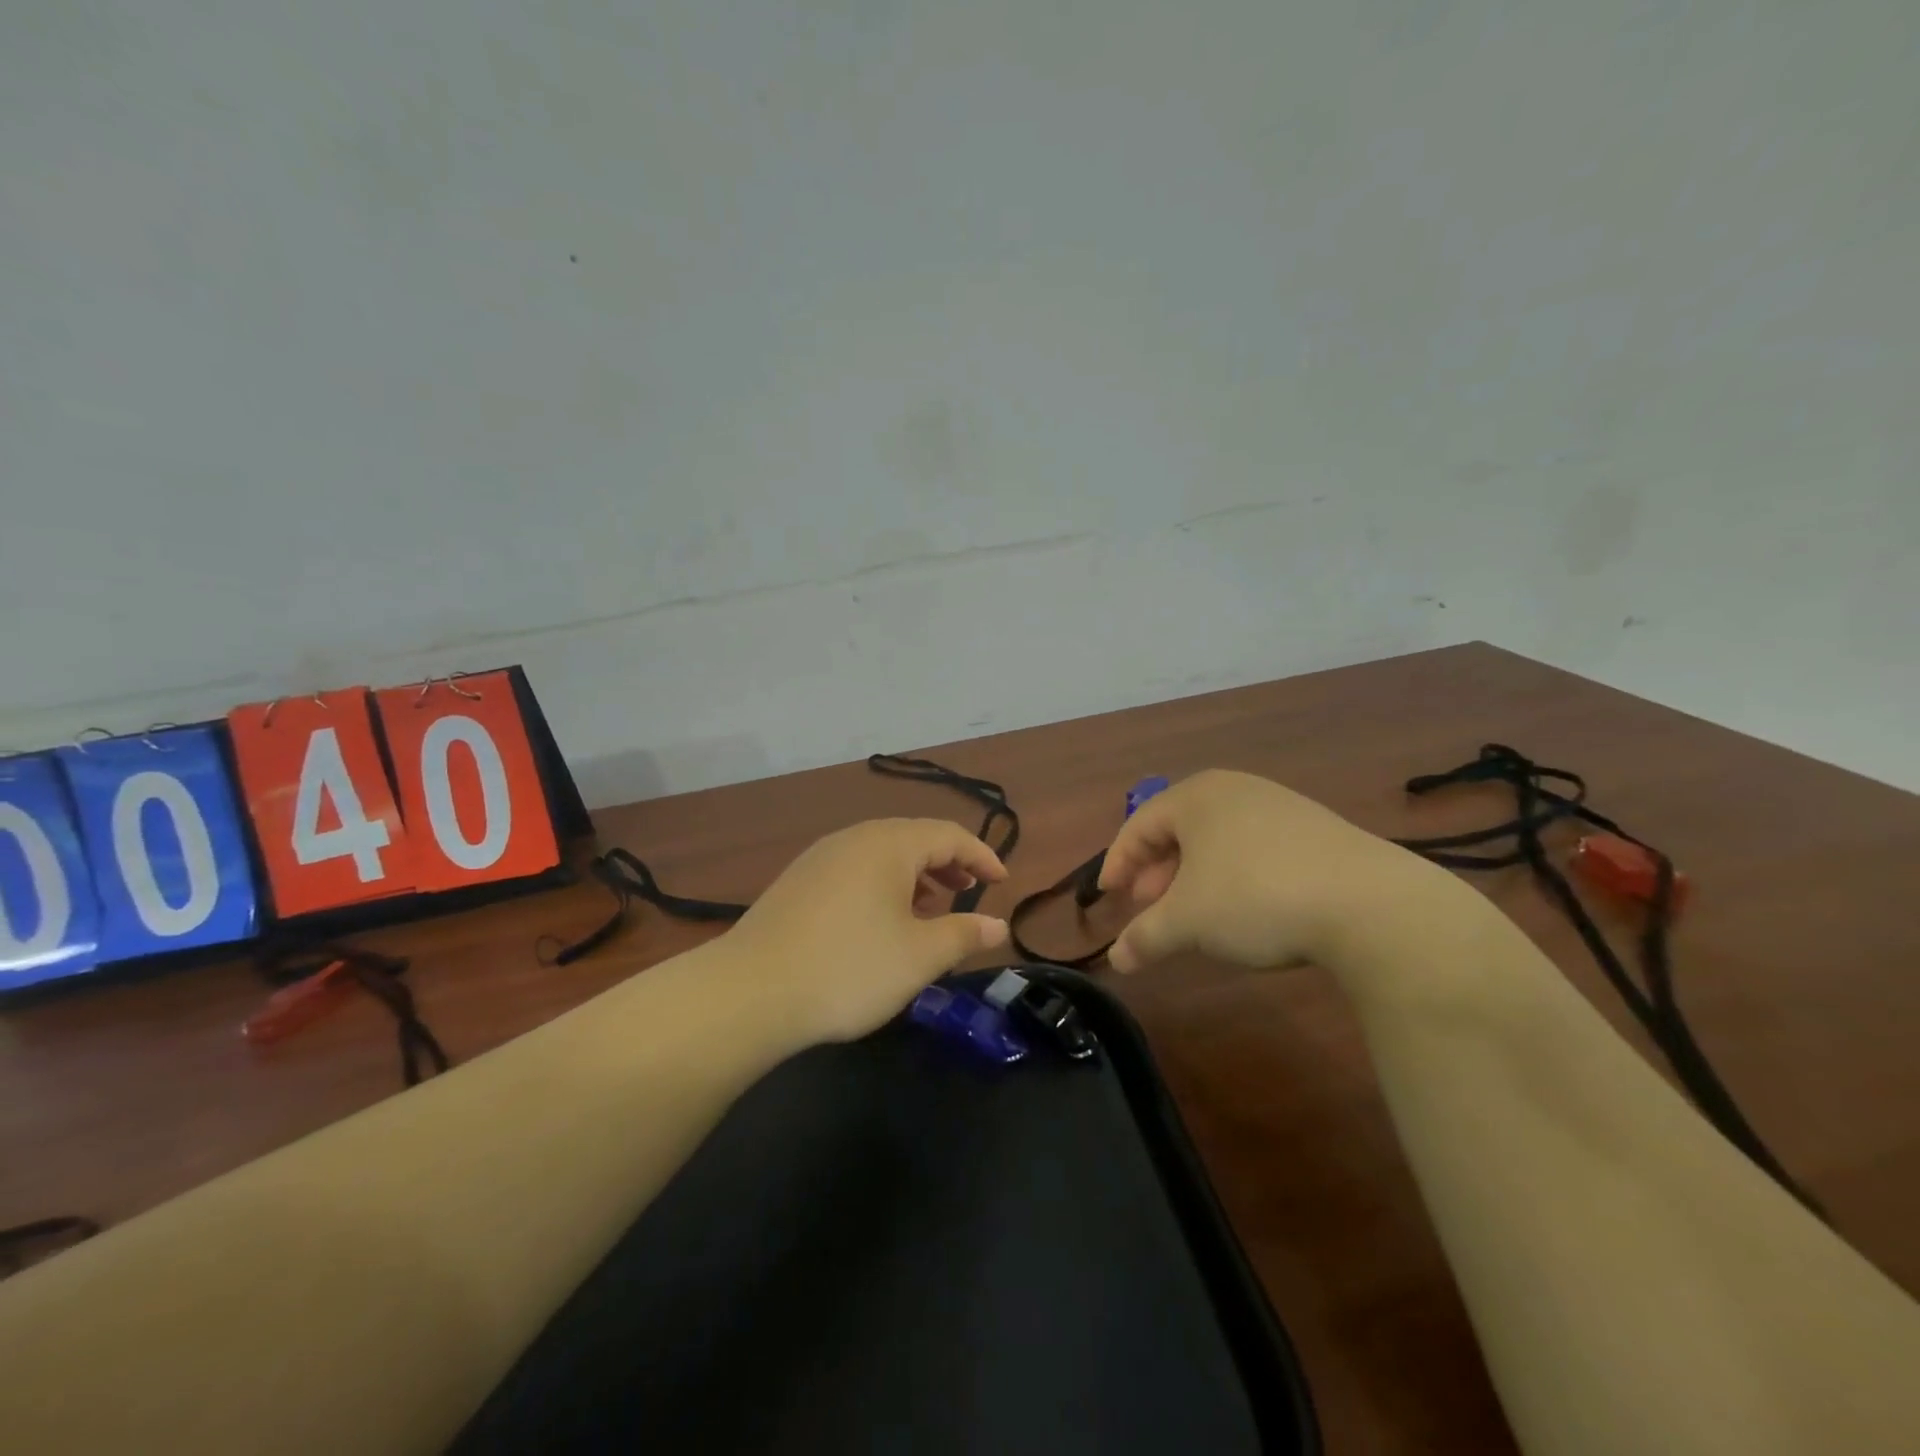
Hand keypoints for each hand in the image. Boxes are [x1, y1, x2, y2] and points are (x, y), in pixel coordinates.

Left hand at [723, 818, 1010, 1043]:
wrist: (750, 991)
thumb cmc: (849, 967)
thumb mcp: (919, 956)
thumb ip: (963, 934)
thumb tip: (997, 925)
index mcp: (888, 844)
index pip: (948, 834)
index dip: (981, 855)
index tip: (1002, 881)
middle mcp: (854, 838)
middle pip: (913, 838)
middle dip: (948, 862)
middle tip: (968, 890)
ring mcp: (820, 858)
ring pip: (881, 854)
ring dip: (914, 875)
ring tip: (930, 906)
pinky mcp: (797, 882)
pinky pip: (854, 870)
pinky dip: (882, 885)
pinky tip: (880, 920)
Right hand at [1097, 769, 1420, 973]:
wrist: (1371, 905)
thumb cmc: (1256, 898)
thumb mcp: (1188, 922)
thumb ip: (1144, 937)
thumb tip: (1117, 961)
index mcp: (1196, 796)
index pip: (1139, 825)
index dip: (1118, 863)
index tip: (1108, 897)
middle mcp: (1235, 790)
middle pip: (1178, 830)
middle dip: (1157, 873)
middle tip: (1149, 909)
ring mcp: (1279, 806)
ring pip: (1217, 841)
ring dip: (1194, 877)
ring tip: (1194, 915)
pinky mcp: (1315, 830)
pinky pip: (1253, 848)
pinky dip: (1233, 876)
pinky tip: (1244, 910)